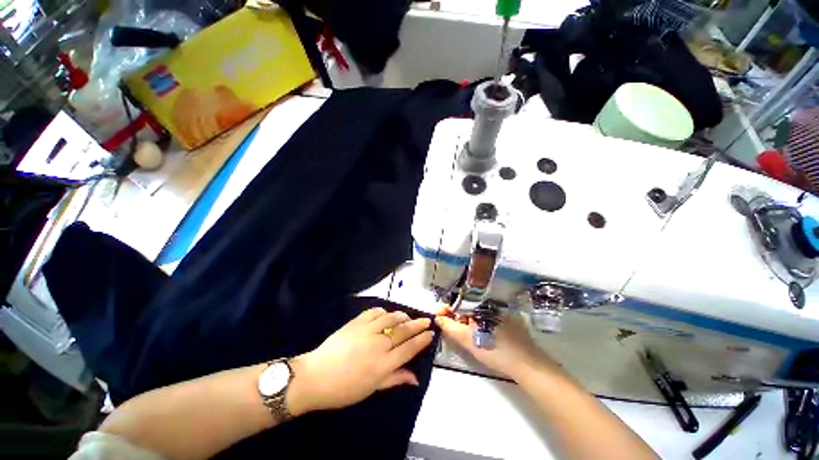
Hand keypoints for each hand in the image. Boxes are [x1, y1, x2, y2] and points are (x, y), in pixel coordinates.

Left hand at [287, 308, 433, 415]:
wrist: (315, 377)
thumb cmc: (344, 389)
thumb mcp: (371, 389)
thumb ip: (395, 379)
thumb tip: (415, 378)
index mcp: (384, 364)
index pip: (409, 348)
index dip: (422, 340)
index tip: (431, 333)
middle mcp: (379, 344)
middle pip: (404, 331)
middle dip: (418, 324)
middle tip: (427, 320)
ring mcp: (368, 330)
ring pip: (391, 318)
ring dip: (403, 316)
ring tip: (408, 317)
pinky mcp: (357, 322)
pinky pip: (375, 311)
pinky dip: (384, 311)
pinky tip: (387, 313)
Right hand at [435, 310, 556, 379]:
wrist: (527, 365)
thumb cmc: (496, 350)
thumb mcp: (469, 340)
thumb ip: (450, 327)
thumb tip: (437, 317)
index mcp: (480, 306)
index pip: (458, 303)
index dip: (447, 310)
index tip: (438, 317)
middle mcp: (489, 306)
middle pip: (466, 308)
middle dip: (455, 317)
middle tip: (448, 329)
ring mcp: (499, 314)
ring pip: (476, 315)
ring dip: (465, 322)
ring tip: (461, 334)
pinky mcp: (506, 322)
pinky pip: (485, 320)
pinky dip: (477, 325)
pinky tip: (477, 336)